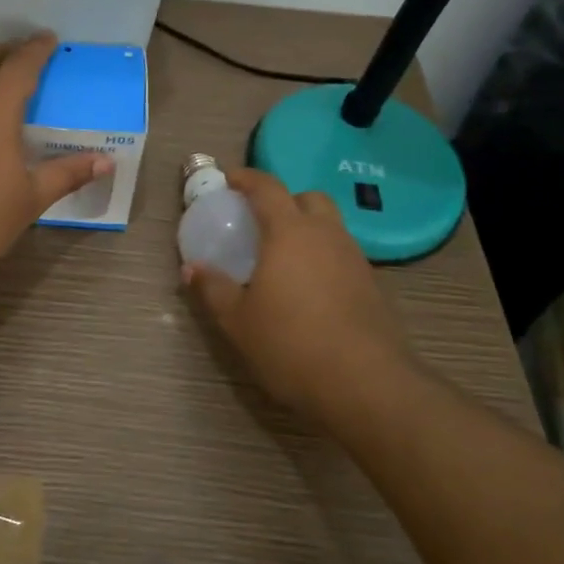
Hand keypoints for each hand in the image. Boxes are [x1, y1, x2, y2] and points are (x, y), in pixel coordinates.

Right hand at [185, 169, 408, 420]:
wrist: (366, 386)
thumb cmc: (291, 344)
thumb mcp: (238, 321)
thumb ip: (213, 289)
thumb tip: (191, 269)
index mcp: (289, 232)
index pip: (268, 187)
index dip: (247, 178)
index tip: (229, 179)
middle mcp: (326, 235)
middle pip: (308, 198)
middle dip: (284, 200)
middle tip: (261, 221)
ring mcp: (355, 260)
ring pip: (330, 227)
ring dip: (306, 230)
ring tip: (283, 259)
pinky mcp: (372, 287)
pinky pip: (342, 256)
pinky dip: (323, 259)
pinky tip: (309, 290)